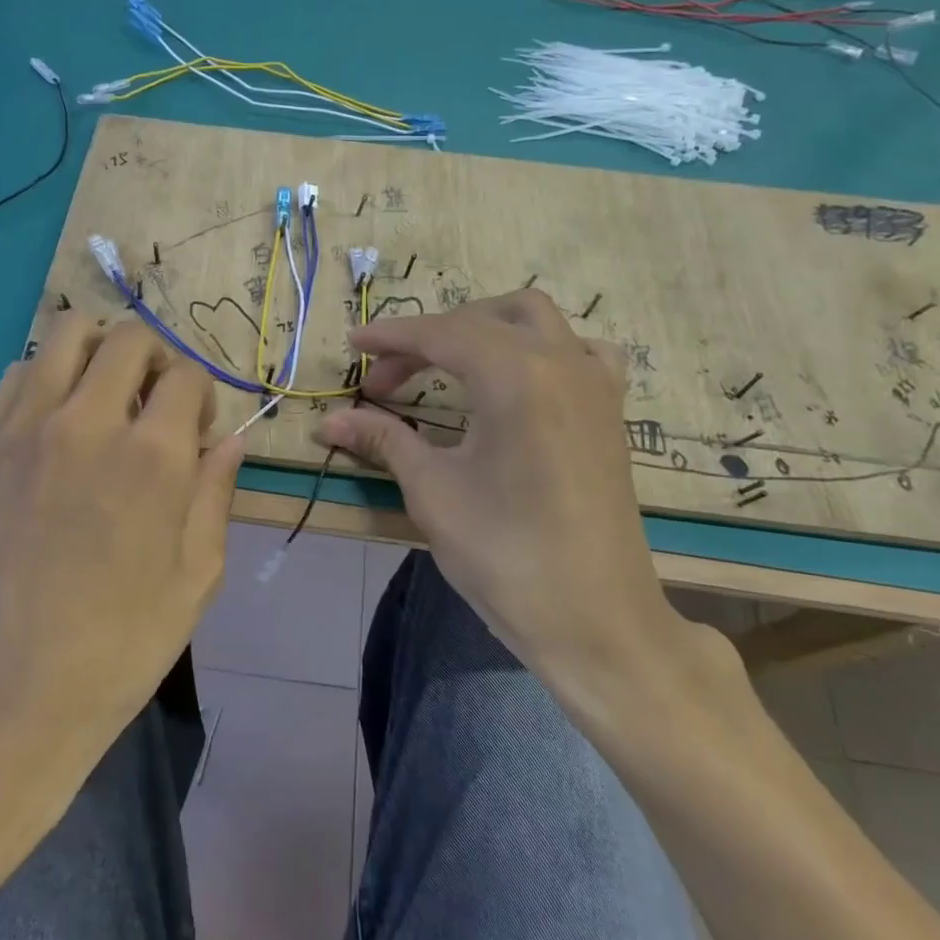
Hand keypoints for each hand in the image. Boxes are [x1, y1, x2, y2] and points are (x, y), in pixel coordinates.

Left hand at [0, 315, 242, 799]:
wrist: (8, 692)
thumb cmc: (120, 644)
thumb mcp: (197, 576)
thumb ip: (216, 493)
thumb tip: (230, 439)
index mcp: (154, 456)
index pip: (187, 374)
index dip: (201, 395)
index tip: (195, 429)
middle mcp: (89, 422)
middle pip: (129, 337)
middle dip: (155, 358)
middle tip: (153, 402)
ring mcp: (27, 428)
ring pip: (67, 332)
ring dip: (98, 352)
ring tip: (104, 395)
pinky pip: (17, 373)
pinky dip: (46, 377)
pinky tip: (55, 421)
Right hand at [317, 289, 687, 714]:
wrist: (596, 621)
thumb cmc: (506, 554)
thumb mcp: (433, 491)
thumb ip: (384, 440)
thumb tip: (329, 421)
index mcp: (515, 376)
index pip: (441, 334)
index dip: (390, 337)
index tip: (353, 345)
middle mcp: (560, 361)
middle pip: (480, 322)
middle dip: (425, 339)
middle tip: (385, 383)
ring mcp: (594, 382)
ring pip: (533, 318)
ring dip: (483, 327)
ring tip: (447, 362)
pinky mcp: (611, 409)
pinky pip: (579, 349)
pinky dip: (540, 347)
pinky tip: (521, 378)